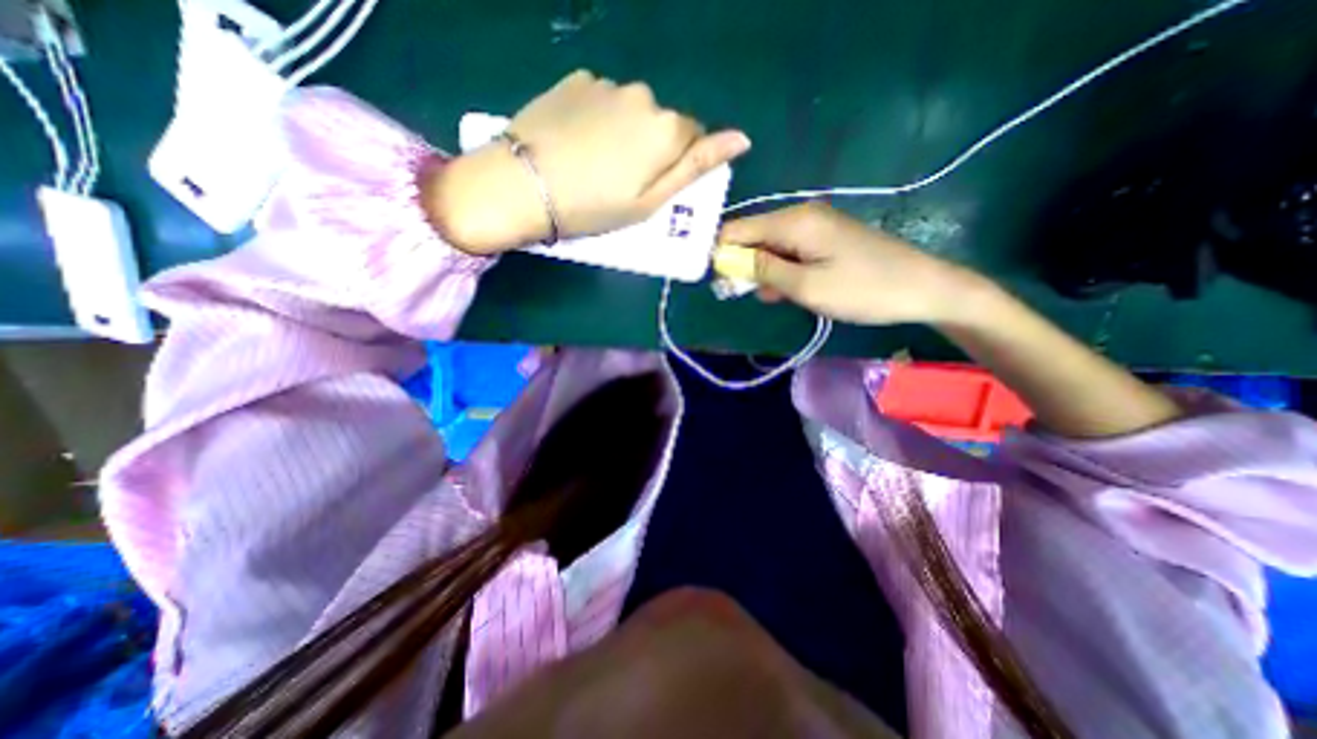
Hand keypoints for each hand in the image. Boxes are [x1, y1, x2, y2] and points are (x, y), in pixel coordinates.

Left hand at [424, 69, 750, 252]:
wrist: (522, 186)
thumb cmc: (594, 207)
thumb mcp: (650, 202)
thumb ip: (696, 167)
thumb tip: (742, 139)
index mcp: (665, 129)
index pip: (694, 138)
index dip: (677, 164)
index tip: (653, 187)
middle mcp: (643, 96)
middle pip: (663, 122)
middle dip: (653, 148)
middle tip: (623, 180)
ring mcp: (607, 84)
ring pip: (633, 110)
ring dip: (626, 132)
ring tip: (596, 162)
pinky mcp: (576, 81)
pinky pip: (603, 100)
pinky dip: (600, 118)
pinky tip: (578, 141)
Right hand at [716, 202, 982, 326]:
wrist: (922, 287)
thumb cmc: (862, 289)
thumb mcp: (806, 286)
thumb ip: (763, 271)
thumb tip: (726, 260)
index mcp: (794, 221)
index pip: (738, 228)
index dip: (720, 251)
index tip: (712, 278)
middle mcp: (800, 216)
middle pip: (753, 235)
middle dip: (740, 263)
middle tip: (736, 294)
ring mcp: (814, 227)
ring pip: (770, 246)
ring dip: (760, 271)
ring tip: (764, 297)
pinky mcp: (824, 240)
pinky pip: (789, 252)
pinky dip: (780, 271)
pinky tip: (783, 291)